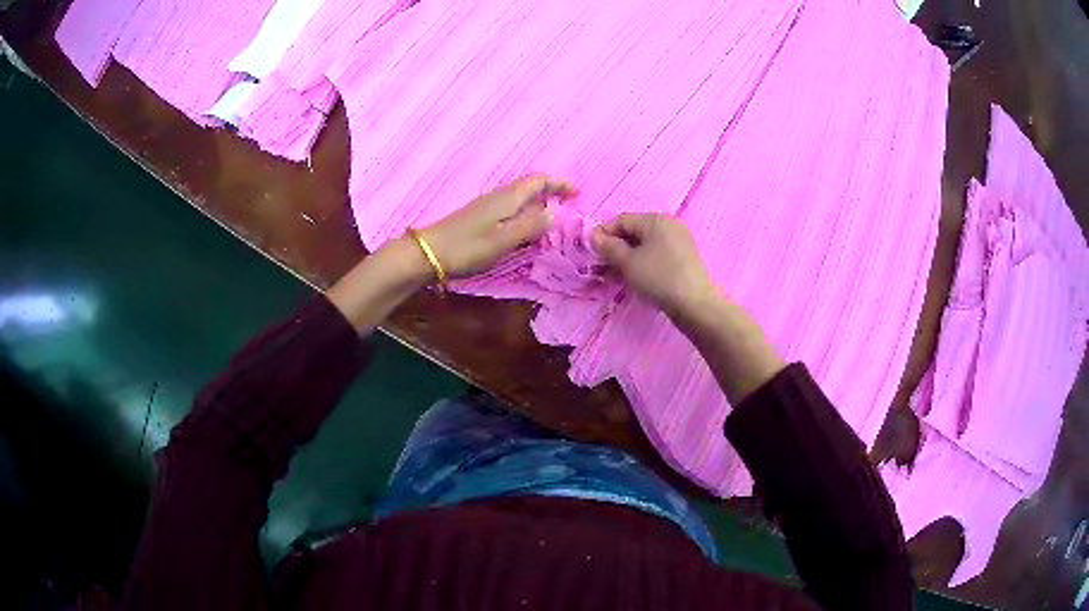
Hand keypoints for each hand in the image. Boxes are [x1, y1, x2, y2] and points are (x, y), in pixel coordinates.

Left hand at [417, 175, 578, 278]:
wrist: (428, 253)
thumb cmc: (468, 247)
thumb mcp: (504, 240)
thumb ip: (531, 226)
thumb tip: (555, 212)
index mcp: (508, 198)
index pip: (538, 181)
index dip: (559, 183)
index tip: (577, 192)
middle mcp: (499, 196)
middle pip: (530, 186)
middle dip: (551, 190)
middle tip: (569, 203)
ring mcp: (487, 205)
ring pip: (520, 197)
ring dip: (539, 201)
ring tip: (553, 216)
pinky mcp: (480, 216)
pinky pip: (510, 206)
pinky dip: (525, 210)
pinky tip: (525, 226)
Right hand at [591, 213, 715, 316]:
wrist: (695, 303)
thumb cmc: (658, 277)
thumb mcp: (628, 262)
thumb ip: (609, 247)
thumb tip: (594, 235)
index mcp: (655, 219)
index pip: (622, 220)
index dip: (603, 233)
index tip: (590, 251)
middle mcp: (669, 224)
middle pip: (635, 230)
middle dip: (616, 246)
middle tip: (603, 265)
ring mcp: (680, 240)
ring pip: (647, 244)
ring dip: (629, 256)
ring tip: (617, 275)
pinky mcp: (685, 257)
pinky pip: (658, 253)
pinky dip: (644, 261)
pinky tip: (637, 277)